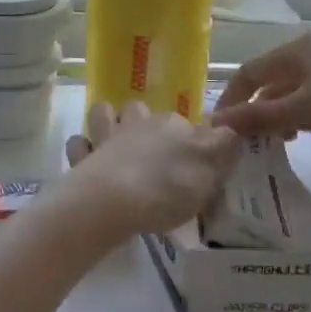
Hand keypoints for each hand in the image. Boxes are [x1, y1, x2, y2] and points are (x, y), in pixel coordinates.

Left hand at [60, 100, 239, 236]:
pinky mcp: (82, 158)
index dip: (188, 138)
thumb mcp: (211, 168)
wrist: (114, 200)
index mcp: (171, 125)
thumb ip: (224, 146)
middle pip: (139, 111)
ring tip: (115, 142)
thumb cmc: (168, 186)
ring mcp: (105, 138)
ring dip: (107, 122)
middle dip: (142, 122)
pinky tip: (90, 161)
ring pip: (103, 114)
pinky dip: (83, 150)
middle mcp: (137, 124)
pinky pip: (79, 145)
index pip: (184, 123)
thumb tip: (231, 131)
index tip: (192, 160)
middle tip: (151, 151)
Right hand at [212, 30, 310, 147]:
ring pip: (292, 90)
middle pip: (270, 80)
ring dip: (278, 115)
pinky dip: (301, 115)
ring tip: (278, 142)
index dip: (231, 100)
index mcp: (296, 48)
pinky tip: (307, 134)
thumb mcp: (304, 111)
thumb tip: (216, 123)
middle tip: (248, 141)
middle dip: (256, 110)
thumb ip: (259, 117)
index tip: (221, 130)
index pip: (248, 72)